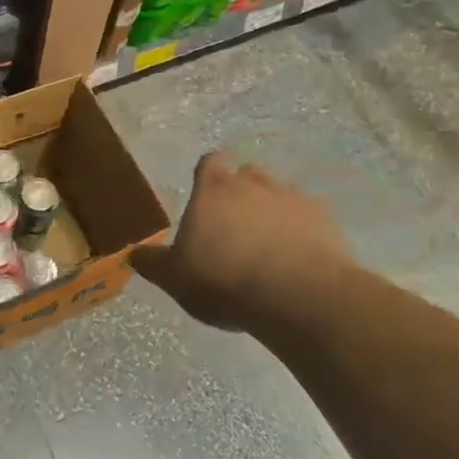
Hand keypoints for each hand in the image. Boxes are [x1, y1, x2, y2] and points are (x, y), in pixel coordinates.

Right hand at [131, 152, 353, 331]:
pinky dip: (300, 231)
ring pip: (279, 194)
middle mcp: (254, 184)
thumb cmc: (223, 279)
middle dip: (241, 192)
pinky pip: (308, 219)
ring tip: (266, 243)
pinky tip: (296, 259)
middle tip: (233, 223)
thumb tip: (132, 253)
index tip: (207, 189)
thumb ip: (152, 263)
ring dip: (271, 211)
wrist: (297, 296)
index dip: (209, 172)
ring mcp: (294, 200)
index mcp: (213, 190)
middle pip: (247, 174)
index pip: (210, 162)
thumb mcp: (175, 278)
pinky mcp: (326, 222)